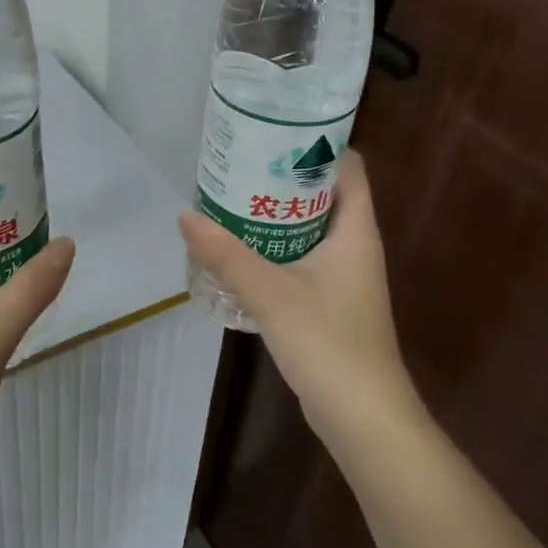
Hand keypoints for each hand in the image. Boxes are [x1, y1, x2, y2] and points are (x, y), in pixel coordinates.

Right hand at [179, 152, 419, 446]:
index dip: (317, 143)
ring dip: (275, 215)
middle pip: (322, 195)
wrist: (362, 416)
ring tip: (231, 199)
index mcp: (355, 231)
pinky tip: (239, 252)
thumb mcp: (270, 293)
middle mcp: (354, 246)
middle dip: (283, 178)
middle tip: (239, 163)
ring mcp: (343, 276)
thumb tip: (185, 216)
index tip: (274, 130)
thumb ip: (226, 255)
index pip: (347, 166)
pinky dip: (274, 248)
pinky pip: (301, 259)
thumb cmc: (327, 343)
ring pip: (308, 229)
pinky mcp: (329, 302)